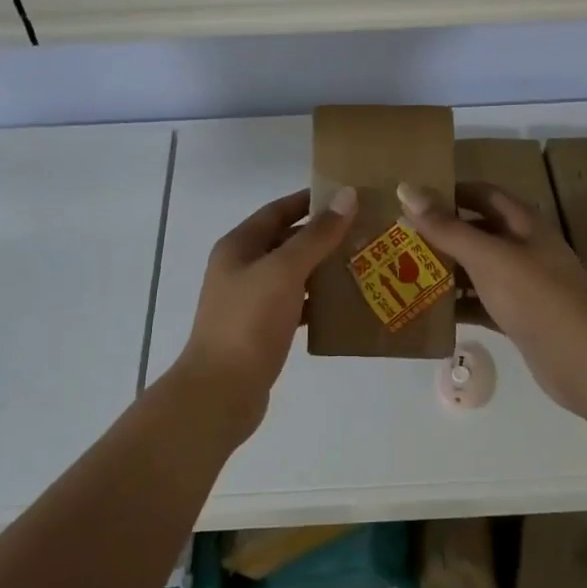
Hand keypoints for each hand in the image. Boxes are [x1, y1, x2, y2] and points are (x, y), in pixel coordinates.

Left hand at [175, 186, 357, 437]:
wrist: (221, 391)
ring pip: (293, 274)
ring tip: (363, 263)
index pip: (278, 210)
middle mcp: (242, 268)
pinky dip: (318, 301)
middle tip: (365, 231)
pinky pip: (295, 304)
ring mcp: (251, 300)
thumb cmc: (249, 321)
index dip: (310, 200)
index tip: (348, 196)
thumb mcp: (285, 271)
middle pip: (286, 241)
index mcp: (239, 246)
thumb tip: (347, 196)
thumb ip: (317, 235)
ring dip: (323, 268)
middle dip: (323, 235)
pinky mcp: (263, 330)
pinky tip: (346, 304)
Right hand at [398, 180, 586, 415]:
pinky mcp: (518, 317)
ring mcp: (523, 284)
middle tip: (399, 238)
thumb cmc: (535, 296)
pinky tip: (429, 310)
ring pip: (477, 269)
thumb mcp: (487, 256)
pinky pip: (481, 302)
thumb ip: (446, 227)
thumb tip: (406, 189)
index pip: (482, 193)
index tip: (411, 198)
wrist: (582, 360)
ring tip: (404, 272)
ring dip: (446, 269)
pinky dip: (458, 304)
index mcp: (523, 223)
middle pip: (477, 231)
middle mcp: (524, 248)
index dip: (450, 192)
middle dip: (441, 233)